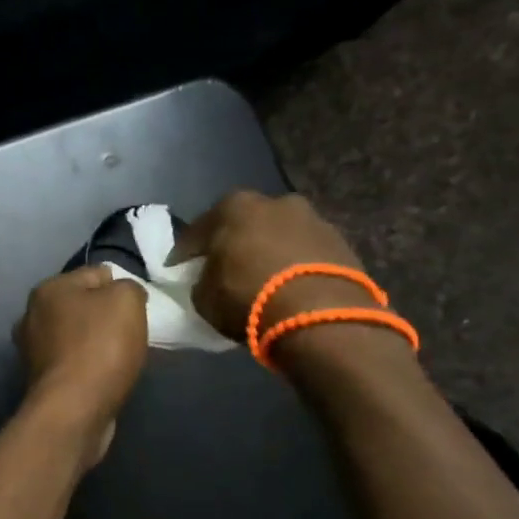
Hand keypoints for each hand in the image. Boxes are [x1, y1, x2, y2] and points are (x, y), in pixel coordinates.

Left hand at [15, 266, 147, 465]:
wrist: (73, 409)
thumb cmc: (100, 346)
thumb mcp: (127, 300)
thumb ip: (128, 287)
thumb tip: (122, 294)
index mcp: (48, 289)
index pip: (94, 274)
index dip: (121, 286)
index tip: (139, 307)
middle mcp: (31, 316)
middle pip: (80, 305)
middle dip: (105, 315)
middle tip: (130, 331)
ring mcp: (31, 350)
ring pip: (74, 335)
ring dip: (95, 342)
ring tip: (119, 356)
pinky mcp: (39, 380)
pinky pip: (71, 362)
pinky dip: (87, 366)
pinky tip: (103, 376)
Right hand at [171, 191, 375, 339]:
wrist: (321, 316)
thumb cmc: (249, 299)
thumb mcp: (204, 297)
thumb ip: (202, 280)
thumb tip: (208, 279)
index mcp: (234, 206)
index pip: (198, 230)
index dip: (185, 252)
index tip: (177, 269)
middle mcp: (275, 202)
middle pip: (244, 224)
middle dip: (232, 243)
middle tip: (223, 268)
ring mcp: (313, 219)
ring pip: (278, 235)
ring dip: (267, 252)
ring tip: (261, 278)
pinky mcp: (341, 242)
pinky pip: (304, 252)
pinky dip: (293, 264)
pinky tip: (288, 285)